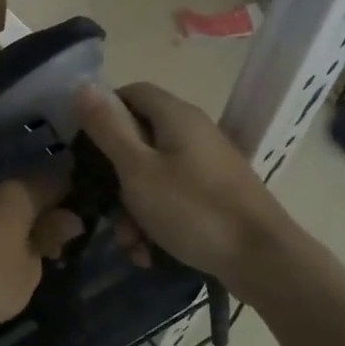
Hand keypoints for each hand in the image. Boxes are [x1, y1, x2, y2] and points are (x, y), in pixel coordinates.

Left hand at [0, 172, 82, 339]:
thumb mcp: (31, 268)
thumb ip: (50, 238)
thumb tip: (69, 218)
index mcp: (19, 193)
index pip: (58, 179)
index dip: (77, 194)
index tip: (92, 215)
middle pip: (31, 194)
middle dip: (50, 215)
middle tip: (65, 247)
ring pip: (8, 210)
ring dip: (25, 229)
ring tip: (38, 260)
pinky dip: (3, 238)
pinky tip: (7, 264)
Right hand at [74, 81, 288, 283]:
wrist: (262, 259)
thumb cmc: (193, 208)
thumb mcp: (137, 169)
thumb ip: (108, 128)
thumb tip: (83, 86)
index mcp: (176, 116)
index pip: (131, 92)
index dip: (103, 112)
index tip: (84, 146)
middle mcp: (193, 132)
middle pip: (139, 138)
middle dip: (115, 177)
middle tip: (105, 207)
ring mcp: (207, 164)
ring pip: (153, 175)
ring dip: (133, 208)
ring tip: (131, 244)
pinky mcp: (215, 194)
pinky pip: (173, 197)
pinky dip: (156, 220)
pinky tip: (149, 253)